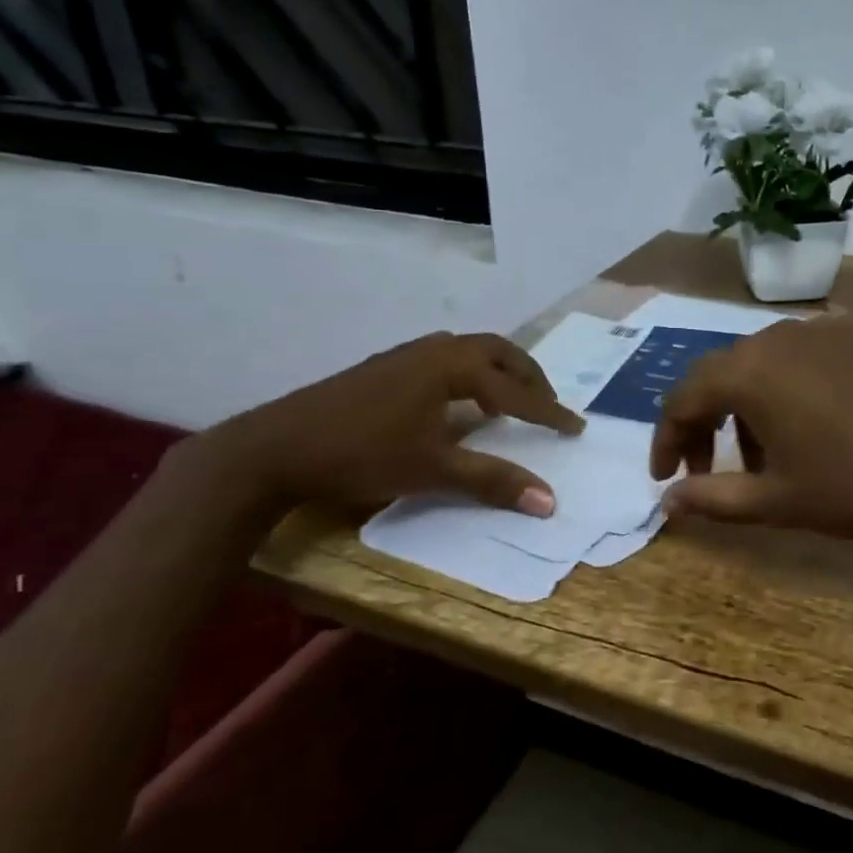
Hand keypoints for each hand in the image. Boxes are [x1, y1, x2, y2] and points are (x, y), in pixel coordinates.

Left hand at [197, 331, 584, 515]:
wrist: (276, 447)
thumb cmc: (362, 454)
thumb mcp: (433, 470)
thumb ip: (493, 481)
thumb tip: (550, 502)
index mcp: (451, 367)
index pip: (515, 391)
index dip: (548, 412)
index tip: (576, 428)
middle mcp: (432, 350)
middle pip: (496, 351)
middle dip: (527, 376)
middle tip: (546, 404)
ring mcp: (403, 355)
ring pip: (466, 351)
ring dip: (495, 372)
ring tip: (504, 405)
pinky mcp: (382, 368)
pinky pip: (441, 359)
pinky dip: (466, 376)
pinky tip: (453, 406)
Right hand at [649, 319, 852, 541]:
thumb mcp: (778, 501)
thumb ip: (713, 498)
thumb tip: (667, 502)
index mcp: (749, 371)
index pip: (684, 397)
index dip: (667, 438)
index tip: (667, 476)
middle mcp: (779, 335)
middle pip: (724, 374)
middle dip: (708, 423)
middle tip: (712, 468)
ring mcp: (827, 326)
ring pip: (767, 362)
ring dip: (752, 405)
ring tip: (772, 452)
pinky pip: (810, 354)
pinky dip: (795, 386)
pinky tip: (819, 420)